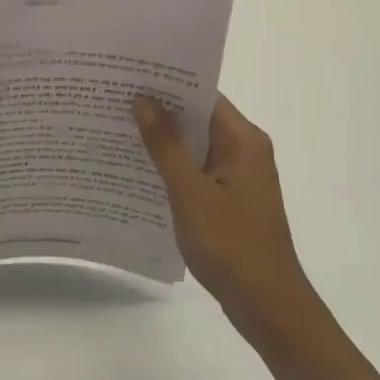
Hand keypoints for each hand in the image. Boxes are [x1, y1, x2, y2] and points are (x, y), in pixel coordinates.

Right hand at [133, 93, 315, 341]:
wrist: (268, 305)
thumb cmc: (231, 245)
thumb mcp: (190, 192)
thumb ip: (165, 145)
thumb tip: (143, 99)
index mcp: (243, 140)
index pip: (202, 94)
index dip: (167, 82)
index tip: (128, 73)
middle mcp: (244, 150)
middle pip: (197, 117)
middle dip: (158, 109)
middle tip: (112, 97)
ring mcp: (237, 176)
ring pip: (194, 145)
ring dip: (161, 139)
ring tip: (114, 126)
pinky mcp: (228, 198)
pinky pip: (195, 169)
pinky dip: (170, 165)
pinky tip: (137, 168)